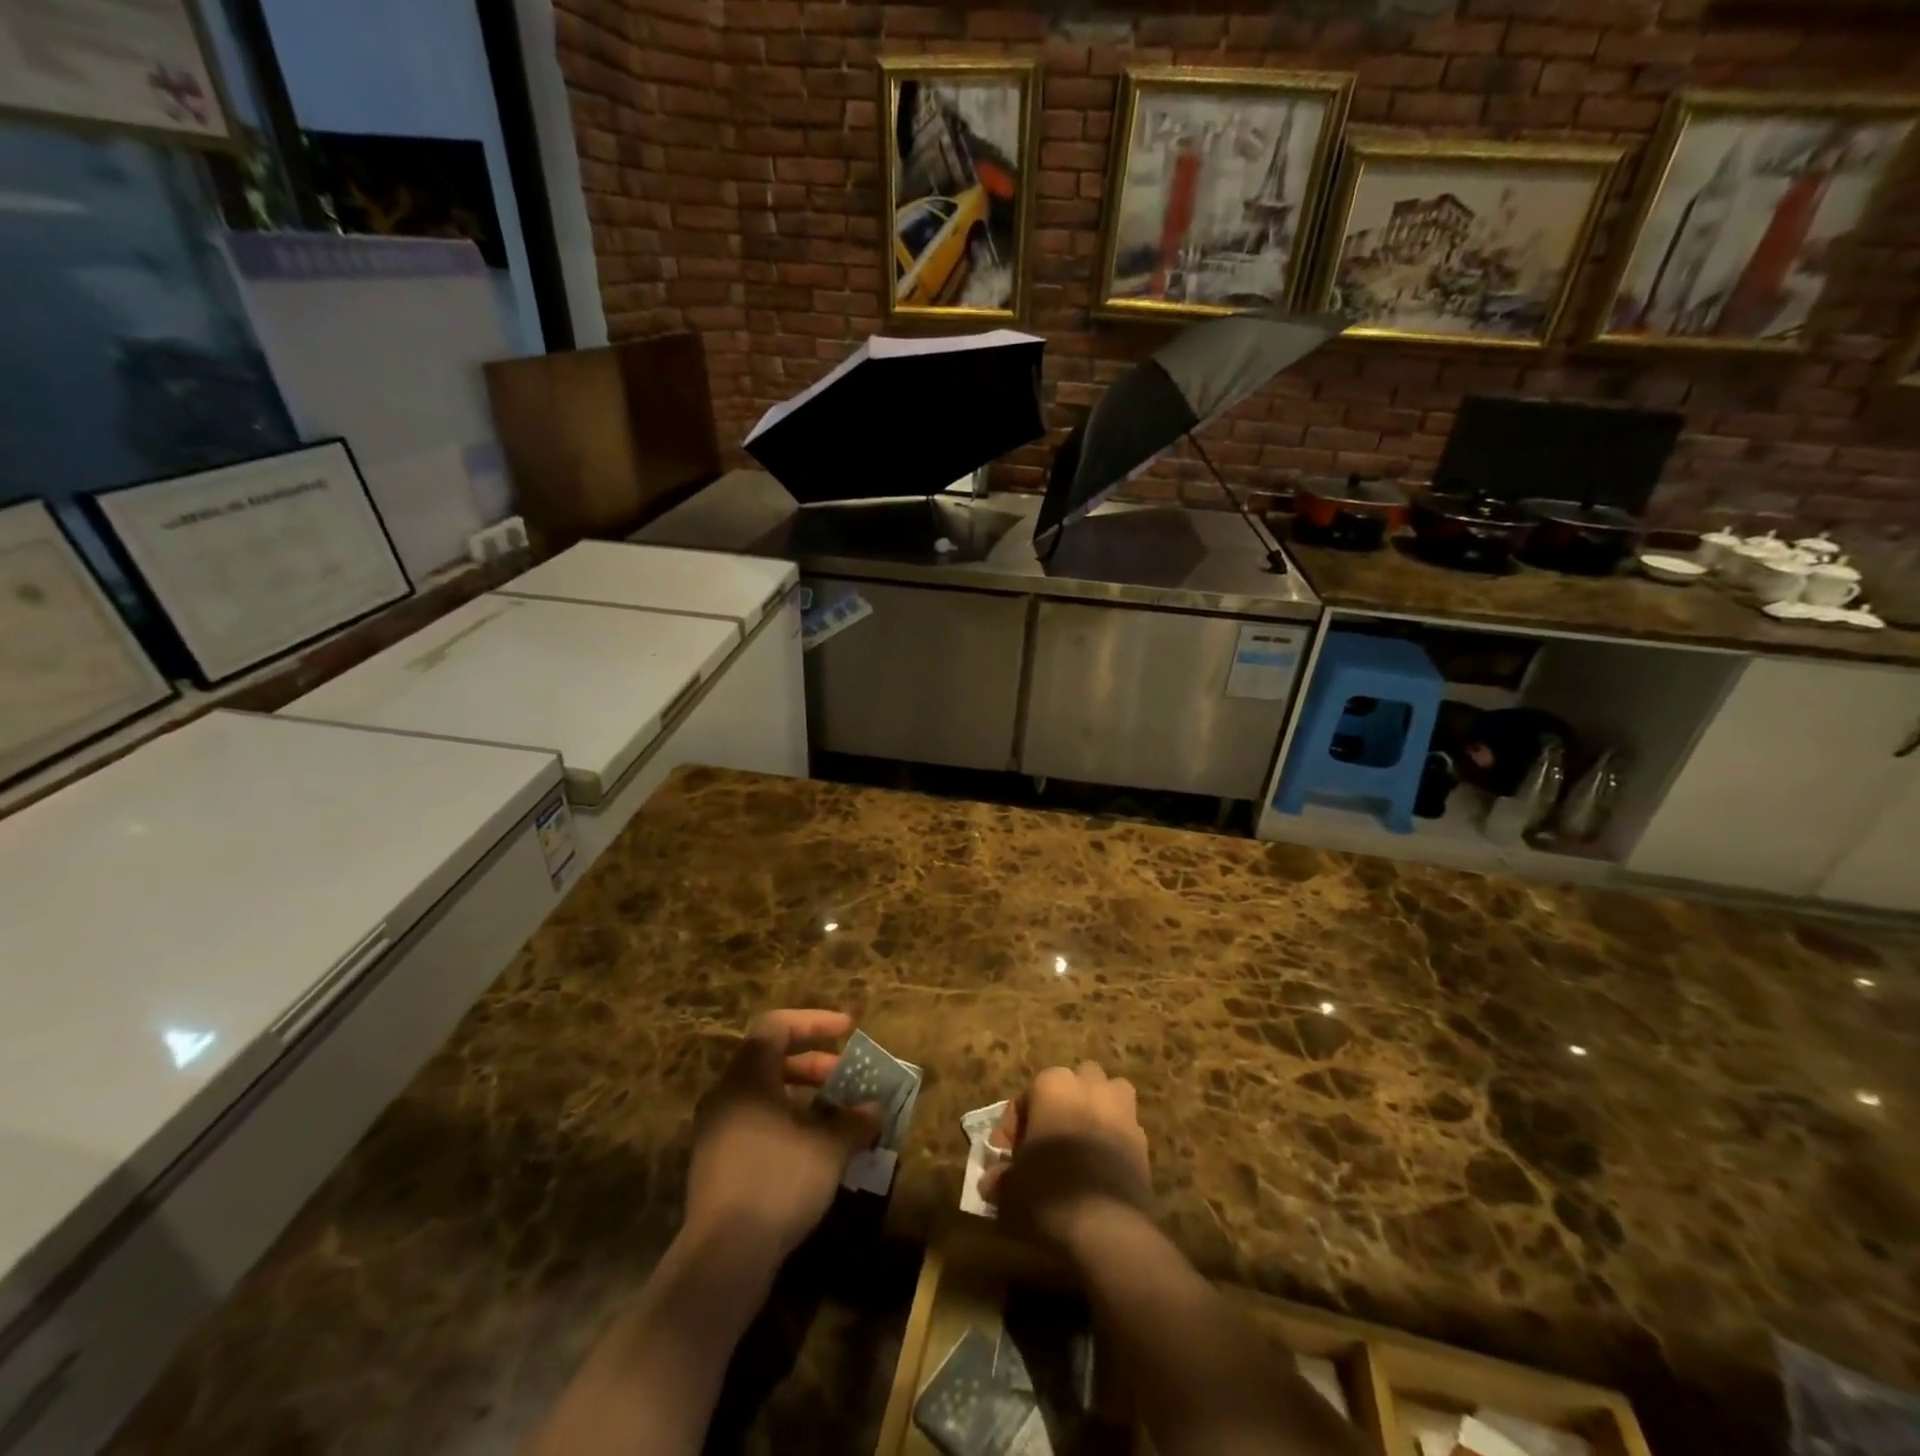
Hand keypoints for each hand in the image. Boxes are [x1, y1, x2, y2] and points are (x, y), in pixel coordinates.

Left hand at [686, 1010, 880, 1261]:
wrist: (722, 1258)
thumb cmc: (777, 1182)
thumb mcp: (828, 1148)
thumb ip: (854, 1122)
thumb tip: (875, 1109)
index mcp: (747, 1077)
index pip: (778, 1026)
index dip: (815, 1022)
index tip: (848, 1030)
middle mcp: (727, 1095)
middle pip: (771, 1059)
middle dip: (815, 1064)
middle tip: (847, 1077)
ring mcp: (717, 1130)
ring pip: (765, 1094)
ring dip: (804, 1097)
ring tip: (837, 1115)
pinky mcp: (718, 1163)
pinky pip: (757, 1123)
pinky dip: (788, 1122)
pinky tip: (815, 1149)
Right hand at [984, 1061, 1151, 1254]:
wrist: (1107, 1227)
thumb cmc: (1048, 1193)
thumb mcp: (1009, 1190)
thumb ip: (999, 1178)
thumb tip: (992, 1182)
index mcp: (1052, 1085)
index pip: (1023, 1099)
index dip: (1010, 1130)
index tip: (1005, 1161)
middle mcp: (1088, 1085)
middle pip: (1070, 1085)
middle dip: (1058, 1106)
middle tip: (1045, 1143)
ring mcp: (1121, 1108)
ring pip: (1106, 1094)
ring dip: (1094, 1109)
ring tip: (1080, 1143)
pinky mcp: (1142, 1137)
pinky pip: (1124, 1127)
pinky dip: (1113, 1138)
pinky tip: (1101, 1167)